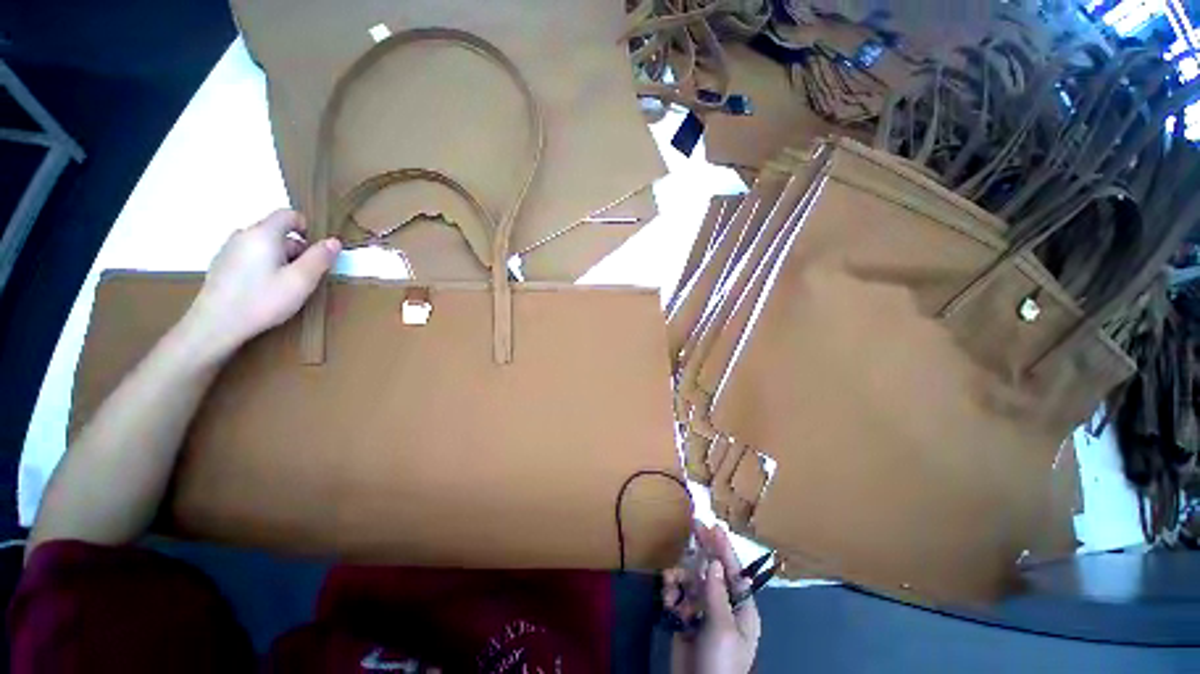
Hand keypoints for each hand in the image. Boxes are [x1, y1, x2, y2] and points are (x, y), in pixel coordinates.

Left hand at [181, 210, 340, 360]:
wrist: (216, 324)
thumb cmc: (262, 300)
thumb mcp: (301, 281)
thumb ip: (320, 258)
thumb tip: (333, 241)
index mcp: (263, 234)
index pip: (289, 215)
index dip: (308, 228)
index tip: (317, 252)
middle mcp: (244, 235)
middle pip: (278, 232)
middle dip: (296, 250)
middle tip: (304, 277)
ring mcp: (229, 249)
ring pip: (265, 246)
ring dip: (281, 260)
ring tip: (285, 286)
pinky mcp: (222, 264)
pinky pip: (251, 256)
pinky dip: (264, 266)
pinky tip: (264, 290)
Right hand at [664, 524, 760, 673]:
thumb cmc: (721, 663)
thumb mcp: (722, 629)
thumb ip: (716, 593)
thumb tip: (713, 561)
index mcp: (741, 609)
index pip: (734, 571)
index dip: (724, 548)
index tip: (715, 526)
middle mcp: (723, 605)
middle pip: (712, 571)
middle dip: (703, 550)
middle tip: (694, 526)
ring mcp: (703, 612)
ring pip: (691, 580)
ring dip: (680, 577)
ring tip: (671, 581)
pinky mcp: (685, 618)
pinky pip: (678, 595)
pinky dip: (672, 592)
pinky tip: (668, 598)